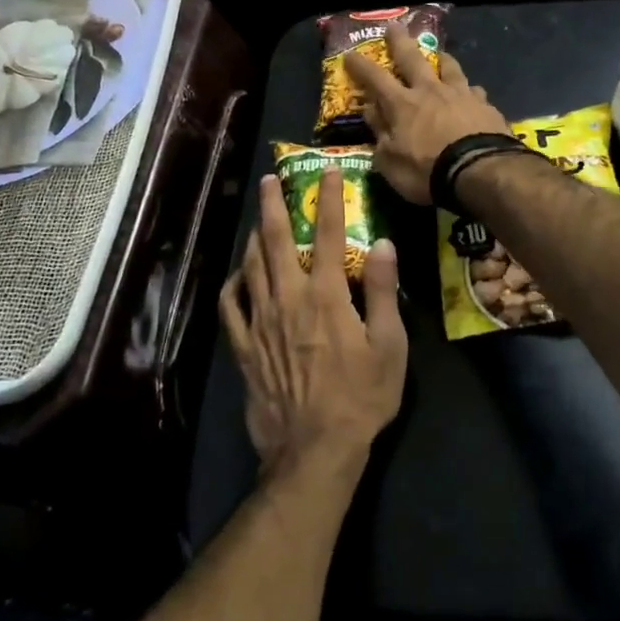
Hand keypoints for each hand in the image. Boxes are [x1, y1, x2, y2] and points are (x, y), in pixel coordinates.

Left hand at [219, 168, 406, 477]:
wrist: (314, 449)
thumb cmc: (361, 398)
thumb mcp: (389, 345)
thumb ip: (381, 291)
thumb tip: (381, 243)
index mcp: (324, 296)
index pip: (325, 234)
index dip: (327, 199)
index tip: (328, 171)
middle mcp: (287, 299)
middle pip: (274, 240)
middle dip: (273, 205)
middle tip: (270, 179)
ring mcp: (260, 322)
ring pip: (250, 266)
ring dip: (252, 236)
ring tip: (256, 217)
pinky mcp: (244, 347)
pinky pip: (230, 307)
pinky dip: (232, 284)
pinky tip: (237, 275)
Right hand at [342, 28, 511, 203]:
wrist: (481, 172)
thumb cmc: (427, 171)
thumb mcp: (390, 162)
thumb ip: (379, 134)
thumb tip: (371, 111)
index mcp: (402, 105)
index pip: (375, 79)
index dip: (360, 66)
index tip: (349, 54)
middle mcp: (430, 91)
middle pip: (413, 59)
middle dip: (400, 42)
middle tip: (395, 26)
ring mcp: (461, 95)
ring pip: (450, 68)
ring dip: (442, 59)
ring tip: (440, 54)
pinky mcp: (486, 106)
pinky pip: (475, 92)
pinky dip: (469, 91)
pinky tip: (473, 94)